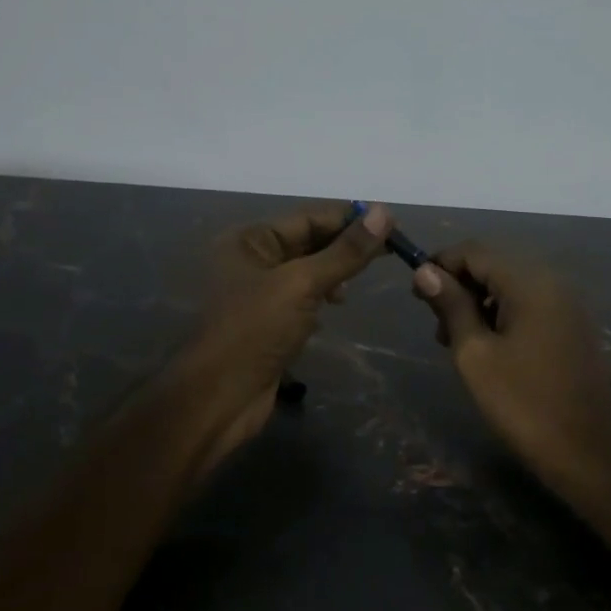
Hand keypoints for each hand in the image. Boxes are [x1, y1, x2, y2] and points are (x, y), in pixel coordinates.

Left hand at [172, 201, 392, 468]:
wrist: (220, 397)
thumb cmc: (255, 330)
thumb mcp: (302, 284)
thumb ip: (345, 251)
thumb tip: (384, 212)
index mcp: (248, 239)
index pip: (308, 217)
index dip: (349, 219)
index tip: (390, 223)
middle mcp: (250, 259)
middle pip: (308, 242)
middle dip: (344, 246)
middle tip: (389, 252)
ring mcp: (258, 292)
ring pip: (307, 270)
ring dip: (335, 272)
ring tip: (360, 281)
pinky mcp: (268, 321)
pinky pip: (302, 297)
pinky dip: (322, 296)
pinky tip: (337, 305)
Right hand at [413, 243, 610, 478]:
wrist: (588, 453)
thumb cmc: (523, 403)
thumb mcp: (475, 354)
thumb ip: (451, 306)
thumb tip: (426, 271)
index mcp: (530, 282)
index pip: (475, 251)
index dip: (440, 265)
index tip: (416, 295)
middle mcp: (553, 281)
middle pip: (494, 265)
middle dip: (460, 286)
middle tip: (437, 327)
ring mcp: (567, 304)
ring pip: (511, 285)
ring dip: (479, 302)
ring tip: (457, 342)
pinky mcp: (572, 326)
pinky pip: (530, 304)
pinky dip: (503, 314)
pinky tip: (489, 347)